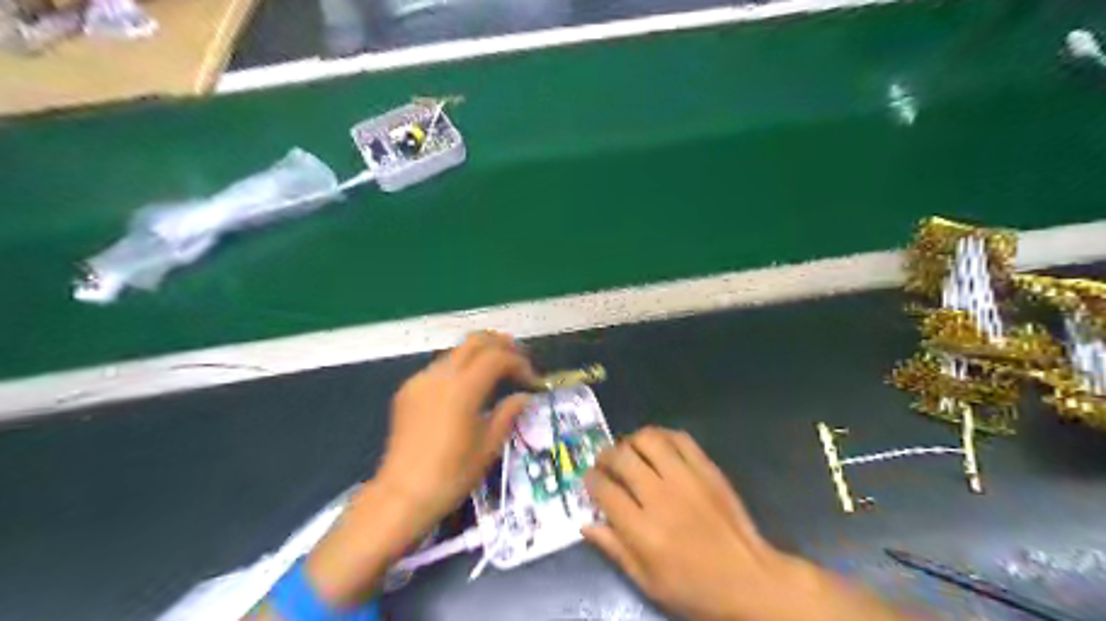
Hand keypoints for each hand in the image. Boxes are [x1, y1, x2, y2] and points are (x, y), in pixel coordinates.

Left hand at [292, 333, 534, 608]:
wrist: (402, 496)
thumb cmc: (451, 475)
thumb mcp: (488, 446)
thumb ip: (508, 413)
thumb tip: (524, 396)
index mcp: (462, 389)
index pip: (497, 357)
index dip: (519, 363)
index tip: (532, 380)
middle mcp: (439, 375)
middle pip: (475, 341)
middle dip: (501, 345)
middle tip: (518, 360)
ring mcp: (420, 380)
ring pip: (456, 351)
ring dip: (480, 354)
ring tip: (497, 372)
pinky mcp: (407, 390)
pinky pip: (439, 367)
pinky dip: (460, 367)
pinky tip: (467, 388)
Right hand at [583, 427, 910, 620]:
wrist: (749, 580)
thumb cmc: (694, 588)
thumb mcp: (647, 582)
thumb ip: (614, 549)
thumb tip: (585, 523)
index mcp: (644, 531)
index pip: (604, 490)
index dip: (590, 481)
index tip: (589, 481)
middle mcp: (662, 497)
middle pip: (622, 458)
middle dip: (605, 456)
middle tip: (604, 464)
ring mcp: (687, 479)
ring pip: (648, 440)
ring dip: (630, 440)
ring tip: (628, 450)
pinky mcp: (707, 469)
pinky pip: (679, 438)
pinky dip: (661, 435)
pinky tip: (655, 445)